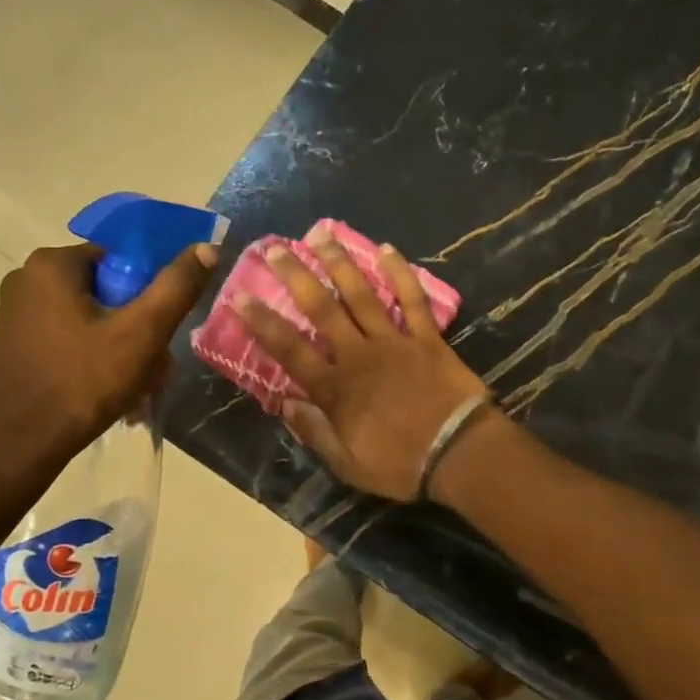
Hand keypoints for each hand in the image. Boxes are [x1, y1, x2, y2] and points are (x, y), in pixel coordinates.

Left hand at [0, 242, 216, 479]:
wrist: (18, 444)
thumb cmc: (82, 382)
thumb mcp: (140, 334)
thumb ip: (176, 288)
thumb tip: (208, 247)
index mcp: (51, 265)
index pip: (120, 261)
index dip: (149, 294)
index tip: (160, 332)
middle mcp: (26, 281)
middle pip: (106, 293)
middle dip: (137, 328)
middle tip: (155, 366)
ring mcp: (15, 316)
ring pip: (90, 321)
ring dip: (121, 349)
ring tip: (138, 387)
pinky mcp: (15, 347)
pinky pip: (69, 342)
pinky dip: (94, 361)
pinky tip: (110, 393)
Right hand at [235, 233, 488, 501]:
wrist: (458, 453)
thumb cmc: (401, 465)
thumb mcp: (348, 464)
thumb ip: (315, 433)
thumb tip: (287, 405)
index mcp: (335, 389)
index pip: (289, 350)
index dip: (263, 323)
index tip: (240, 296)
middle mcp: (359, 355)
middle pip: (322, 309)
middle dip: (296, 276)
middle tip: (277, 248)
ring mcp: (395, 342)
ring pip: (362, 295)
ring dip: (340, 263)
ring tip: (321, 235)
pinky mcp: (428, 338)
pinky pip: (412, 300)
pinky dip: (400, 274)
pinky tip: (386, 249)